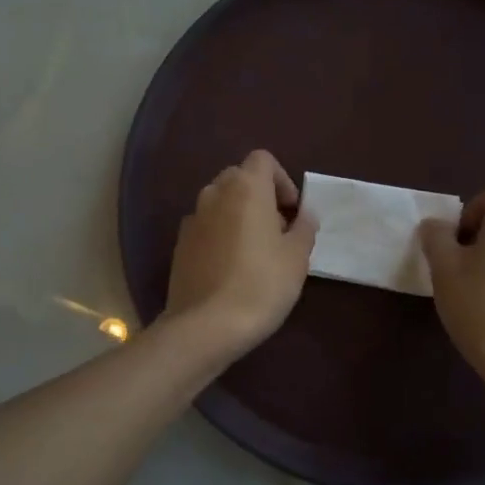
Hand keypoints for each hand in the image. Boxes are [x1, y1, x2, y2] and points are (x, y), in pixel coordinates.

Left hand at [165, 150, 317, 358]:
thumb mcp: (297, 257)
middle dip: (260, 195)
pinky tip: (230, 266)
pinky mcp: (180, 244)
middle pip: (239, 177)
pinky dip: (219, 233)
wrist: (206, 325)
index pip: (263, 159)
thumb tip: (304, 214)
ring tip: (254, 249)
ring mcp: (192, 218)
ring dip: (238, 214)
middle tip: (277, 229)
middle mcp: (214, 194)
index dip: (282, 179)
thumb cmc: (261, 285)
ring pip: (219, 201)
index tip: (292, 210)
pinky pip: (205, 225)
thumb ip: (304, 227)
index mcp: (245, 188)